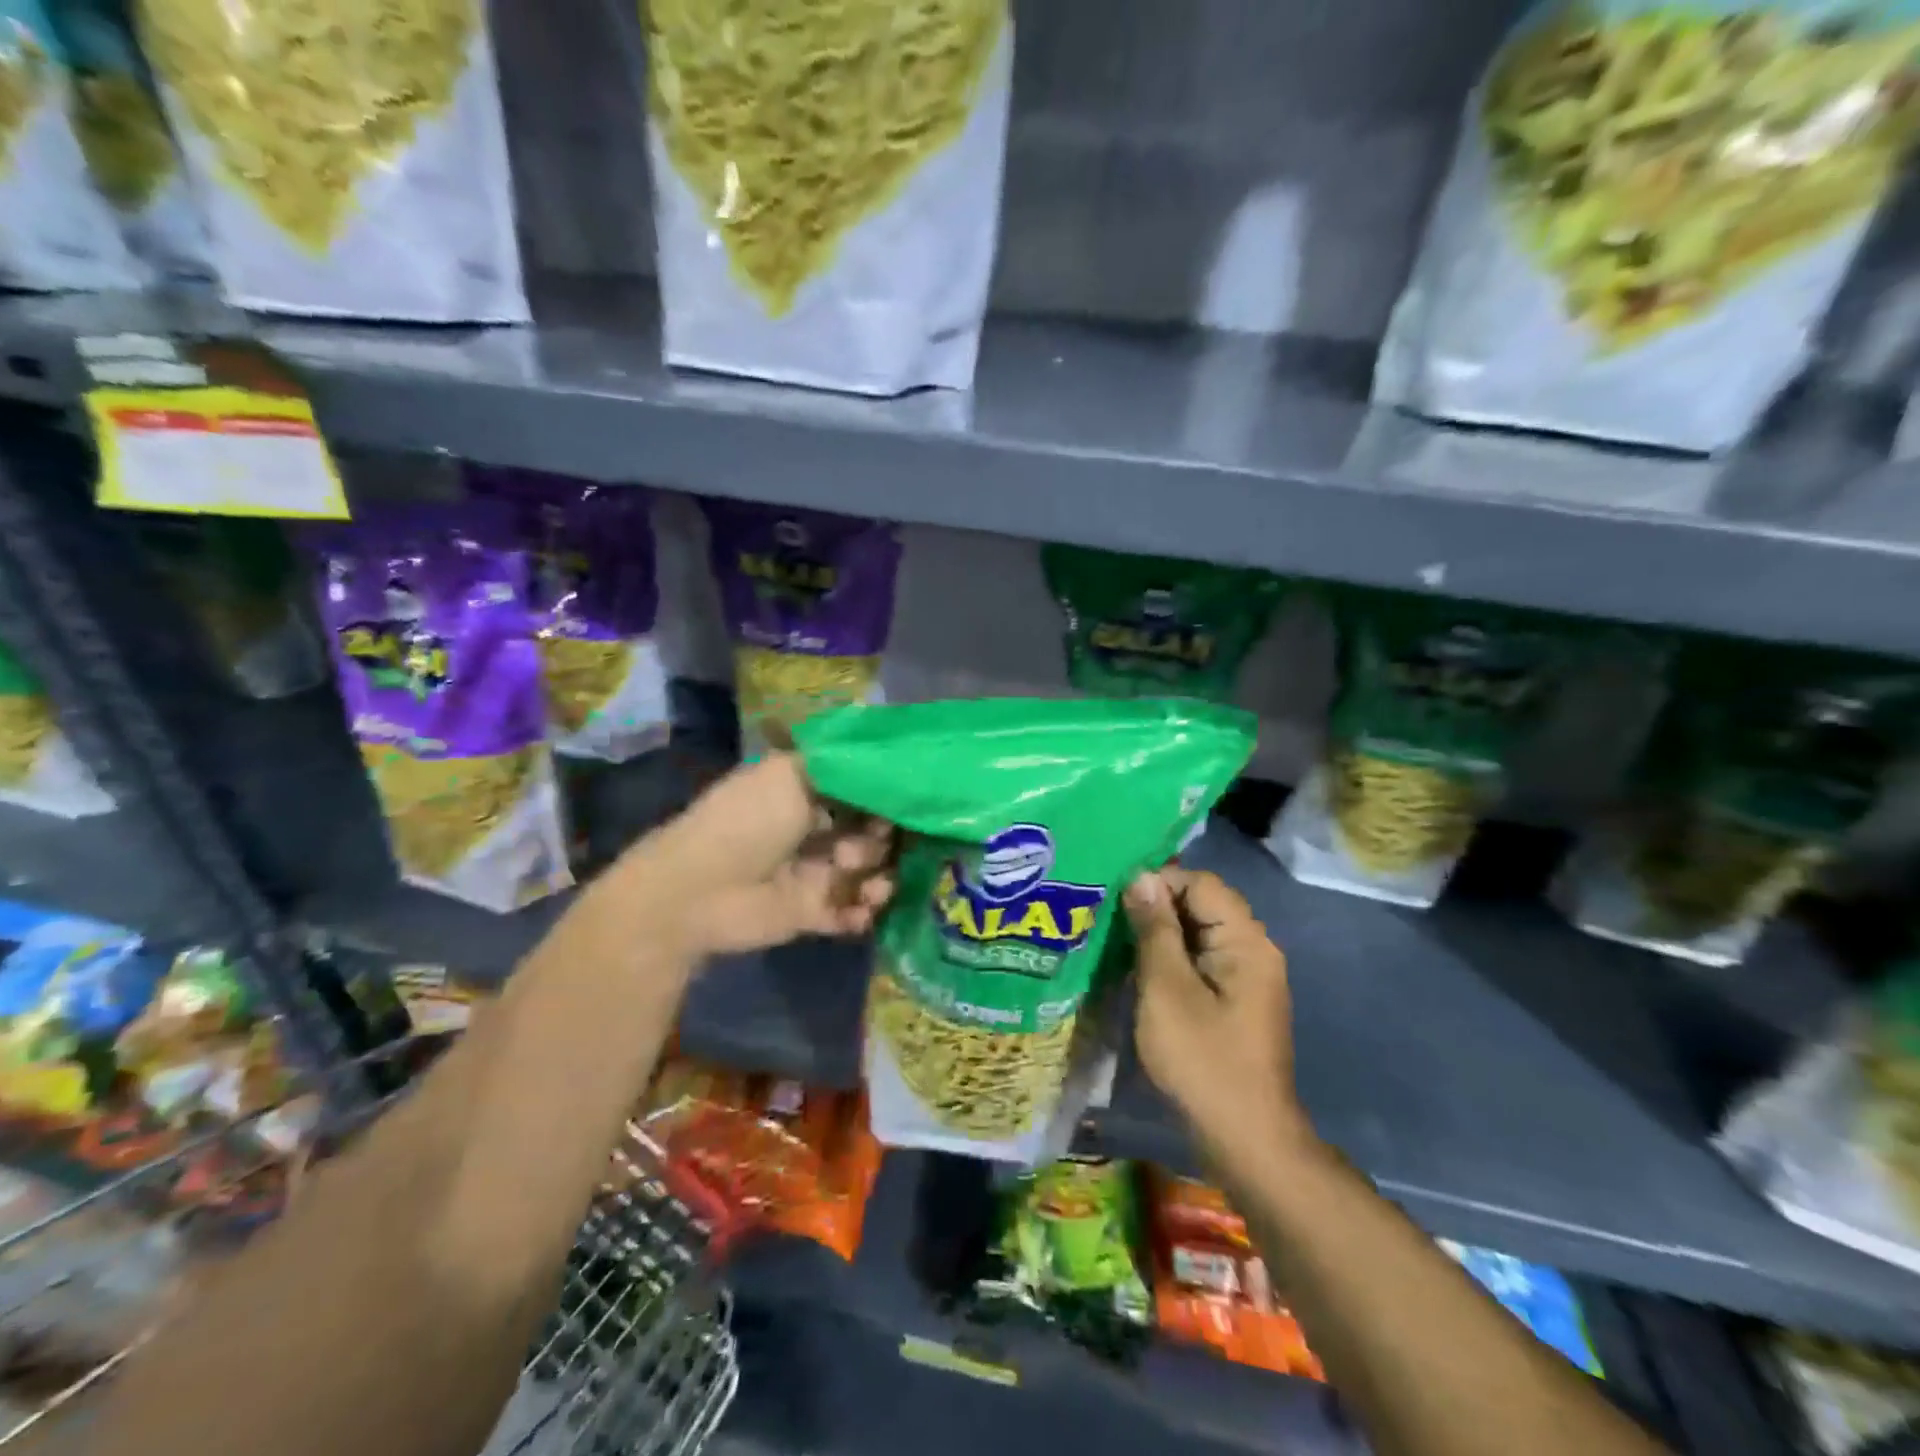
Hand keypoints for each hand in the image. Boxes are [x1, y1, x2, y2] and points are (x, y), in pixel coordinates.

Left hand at [647, 754, 894, 955]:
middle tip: (862, 848)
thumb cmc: (749, 821)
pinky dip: (863, 912)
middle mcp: (815, 829)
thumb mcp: (791, 774)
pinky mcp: (812, 912)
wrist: (701, 890)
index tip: (901, 804)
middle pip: (872, 833)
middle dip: (882, 840)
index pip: (862, 792)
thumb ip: (844, 768)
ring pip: (868, 873)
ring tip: (870, 886)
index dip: (885, 798)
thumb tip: (888, 766)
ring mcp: (815, 872)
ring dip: (879, 879)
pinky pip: (852, 912)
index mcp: (808, 791)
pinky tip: (860, 910)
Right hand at [1125, 867, 1310, 1162]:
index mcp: (1246, 941)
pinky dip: (1171, 959)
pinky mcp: (1235, 1001)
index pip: (1201, 883)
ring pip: (1198, 934)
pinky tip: (1139, 971)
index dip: (1159, 882)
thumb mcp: (1166, 989)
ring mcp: (1247, 978)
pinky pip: (1201, 961)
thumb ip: (1154, 929)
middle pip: (1202, 905)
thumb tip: (1142, 877)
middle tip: (1109, 920)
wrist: (1245, 1139)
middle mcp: (1254, 950)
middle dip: (1156, 907)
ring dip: (1160, 934)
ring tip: (1116, 942)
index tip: (1116, 900)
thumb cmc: (1202, 1059)